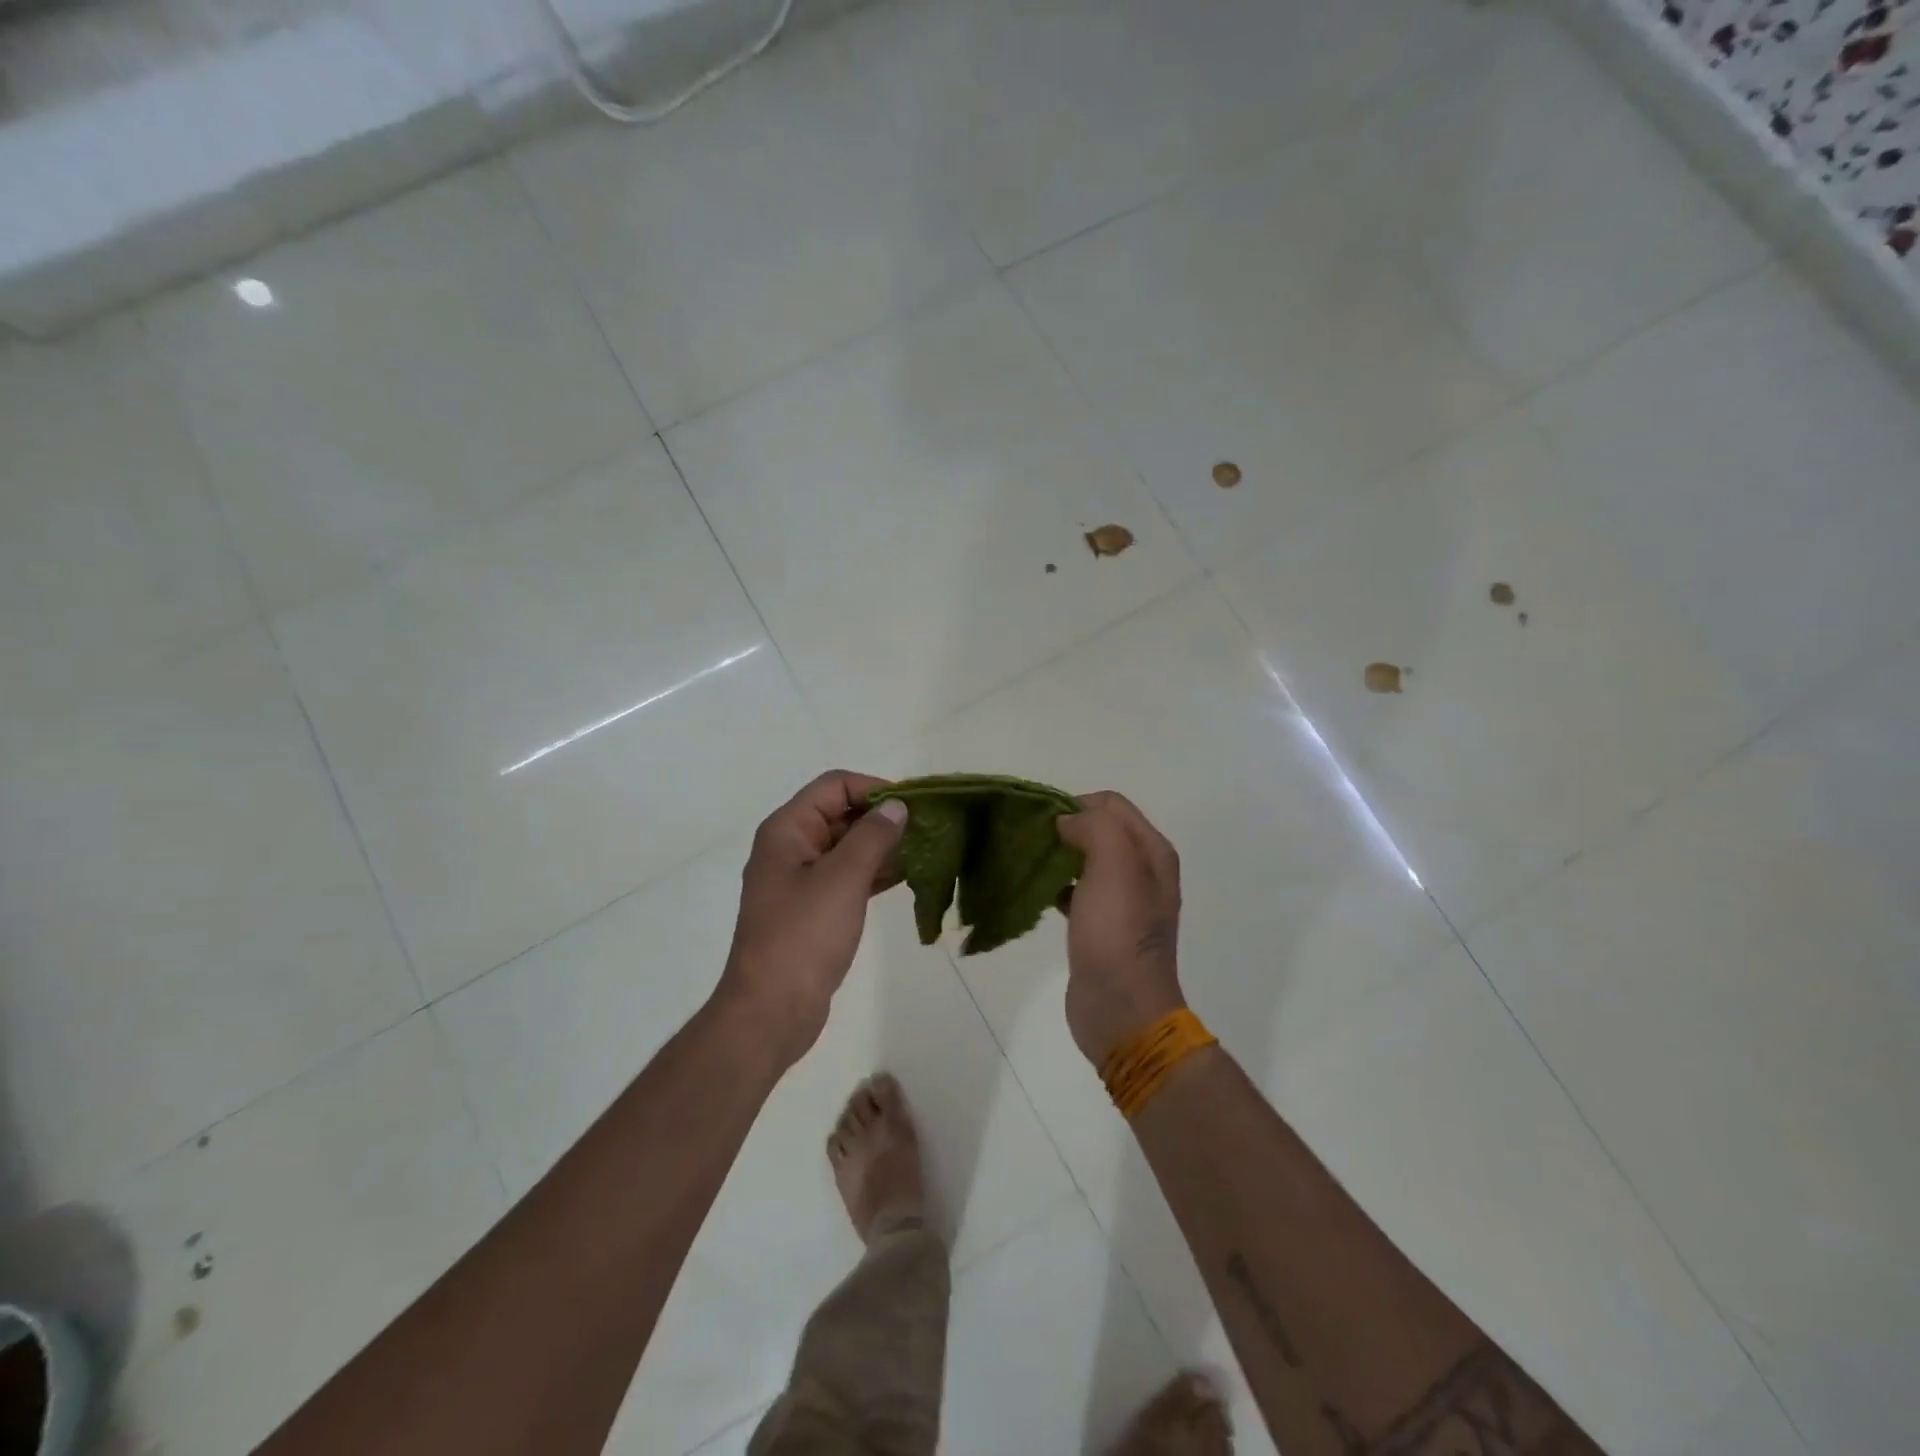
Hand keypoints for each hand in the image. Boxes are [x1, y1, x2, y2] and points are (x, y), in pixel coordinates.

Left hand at [715, 771, 907, 1069]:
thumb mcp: (842, 878)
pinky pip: (848, 877)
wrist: (771, 1010)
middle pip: (840, 814)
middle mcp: (791, 848)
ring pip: (847, 847)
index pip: (834, 785)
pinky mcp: (813, 910)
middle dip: (882, 817)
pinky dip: (875, 873)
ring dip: (883, 846)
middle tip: (927, 830)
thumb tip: (897, 806)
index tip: (913, 806)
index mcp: (787, 830)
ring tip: (925, 852)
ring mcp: (801, 881)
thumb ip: (873, 836)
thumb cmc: (803, 935)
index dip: (874, 788)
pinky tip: (908, 877)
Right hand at [1056, 792, 1186, 1066]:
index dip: (1076, 804)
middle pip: (1099, 830)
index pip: (1111, 804)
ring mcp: (1123, 902)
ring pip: (1085, 861)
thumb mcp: (1114, 865)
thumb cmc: (1118, 933)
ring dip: (1058, 857)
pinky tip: (1038, 896)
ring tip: (1029, 864)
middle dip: (1065, 828)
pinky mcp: (1100, 927)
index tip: (1043, 822)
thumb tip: (1068, 822)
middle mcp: (1142, 872)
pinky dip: (1057, 887)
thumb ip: (1095, 827)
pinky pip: (1076, 892)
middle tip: (1031, 840)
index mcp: (1152, 852)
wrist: (1121, 1009)